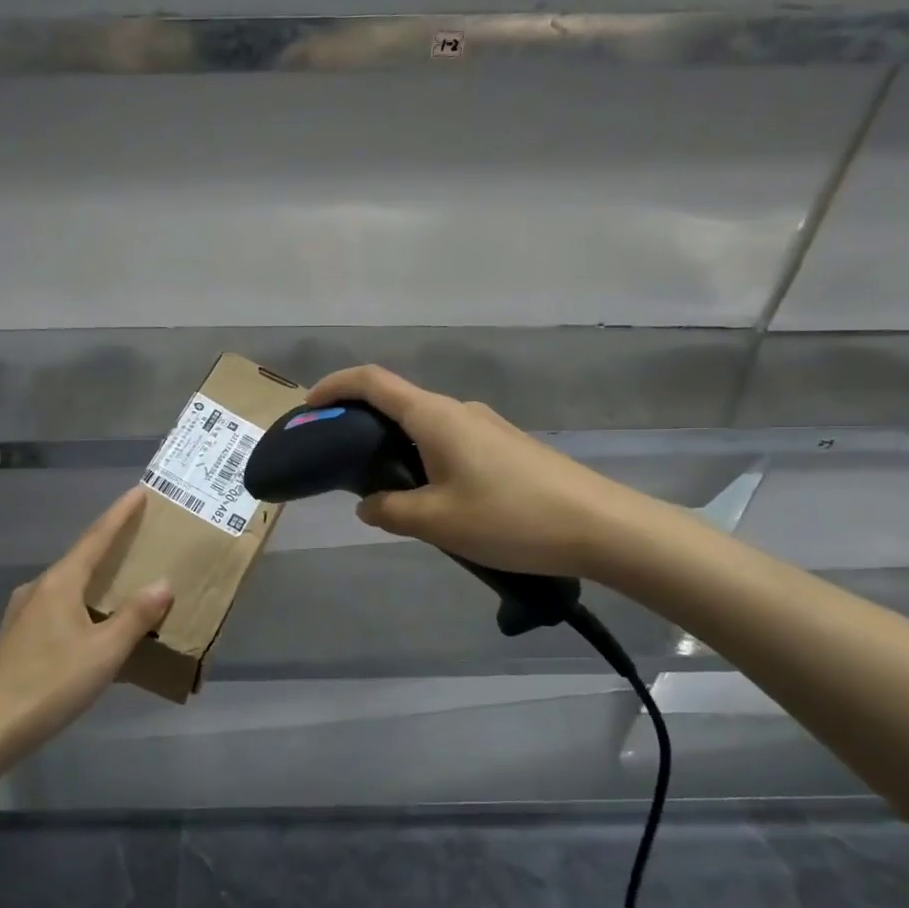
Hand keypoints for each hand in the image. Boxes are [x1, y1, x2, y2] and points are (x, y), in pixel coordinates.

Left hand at [0, 487, 172, 761]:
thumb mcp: (103, 652)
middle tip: (141, 539)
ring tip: (123, 584)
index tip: (139, 491)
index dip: (120, 514)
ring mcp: (23, 613)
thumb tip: (162, 583)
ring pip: (69, 585)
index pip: (96, 537)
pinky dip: (83, 604)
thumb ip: (135, 616)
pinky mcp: (17, 637)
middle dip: (111, 547)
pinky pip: (59, 607)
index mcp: (60, 583)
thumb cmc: (49, 684)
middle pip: (82, 558)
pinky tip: (93, 626)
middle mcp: (39, 588)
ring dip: (97, 580)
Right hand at [307, 366, 631, 578]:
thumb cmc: (510, 517)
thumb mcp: (437, 522)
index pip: (371, 382)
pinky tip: (432, 500)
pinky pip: (449, 441)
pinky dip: (424, 458)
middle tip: (339, 462)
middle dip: (360, 423)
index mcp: (433, 416)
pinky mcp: (505, 446)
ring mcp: (486, 426)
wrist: (599, 526)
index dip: (334, 386)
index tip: (309, 407)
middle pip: (396, 402)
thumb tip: (367, 504)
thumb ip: (390, 510)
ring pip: (424, 426)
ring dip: (395, 447)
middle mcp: (457, 410)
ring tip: (384, 491)